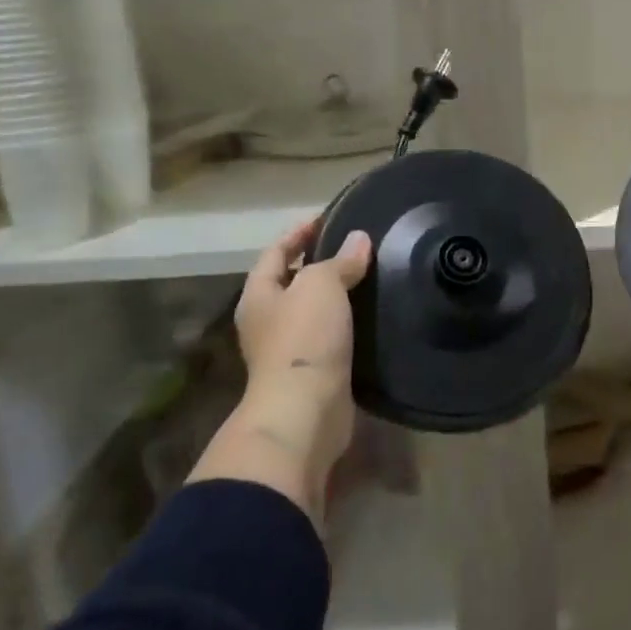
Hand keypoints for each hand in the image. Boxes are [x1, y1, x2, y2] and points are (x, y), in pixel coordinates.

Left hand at [189, 218, 371, 523]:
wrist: (305, 411)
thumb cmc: (304, 339)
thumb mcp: (320, 286)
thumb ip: (339, 261)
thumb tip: (359, 240)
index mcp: (259, 295)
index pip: (275, 252)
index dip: (299, 233)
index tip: (327, 218)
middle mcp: (267, 321)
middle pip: (291, 281)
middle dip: (317, 263)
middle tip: (354, 246)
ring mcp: (288, 349)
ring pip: (312, 310)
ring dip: (335, 294)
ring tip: (368, 275)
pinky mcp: (313, 372)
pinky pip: (329, 336)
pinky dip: (346, 321)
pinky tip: (371, 314)